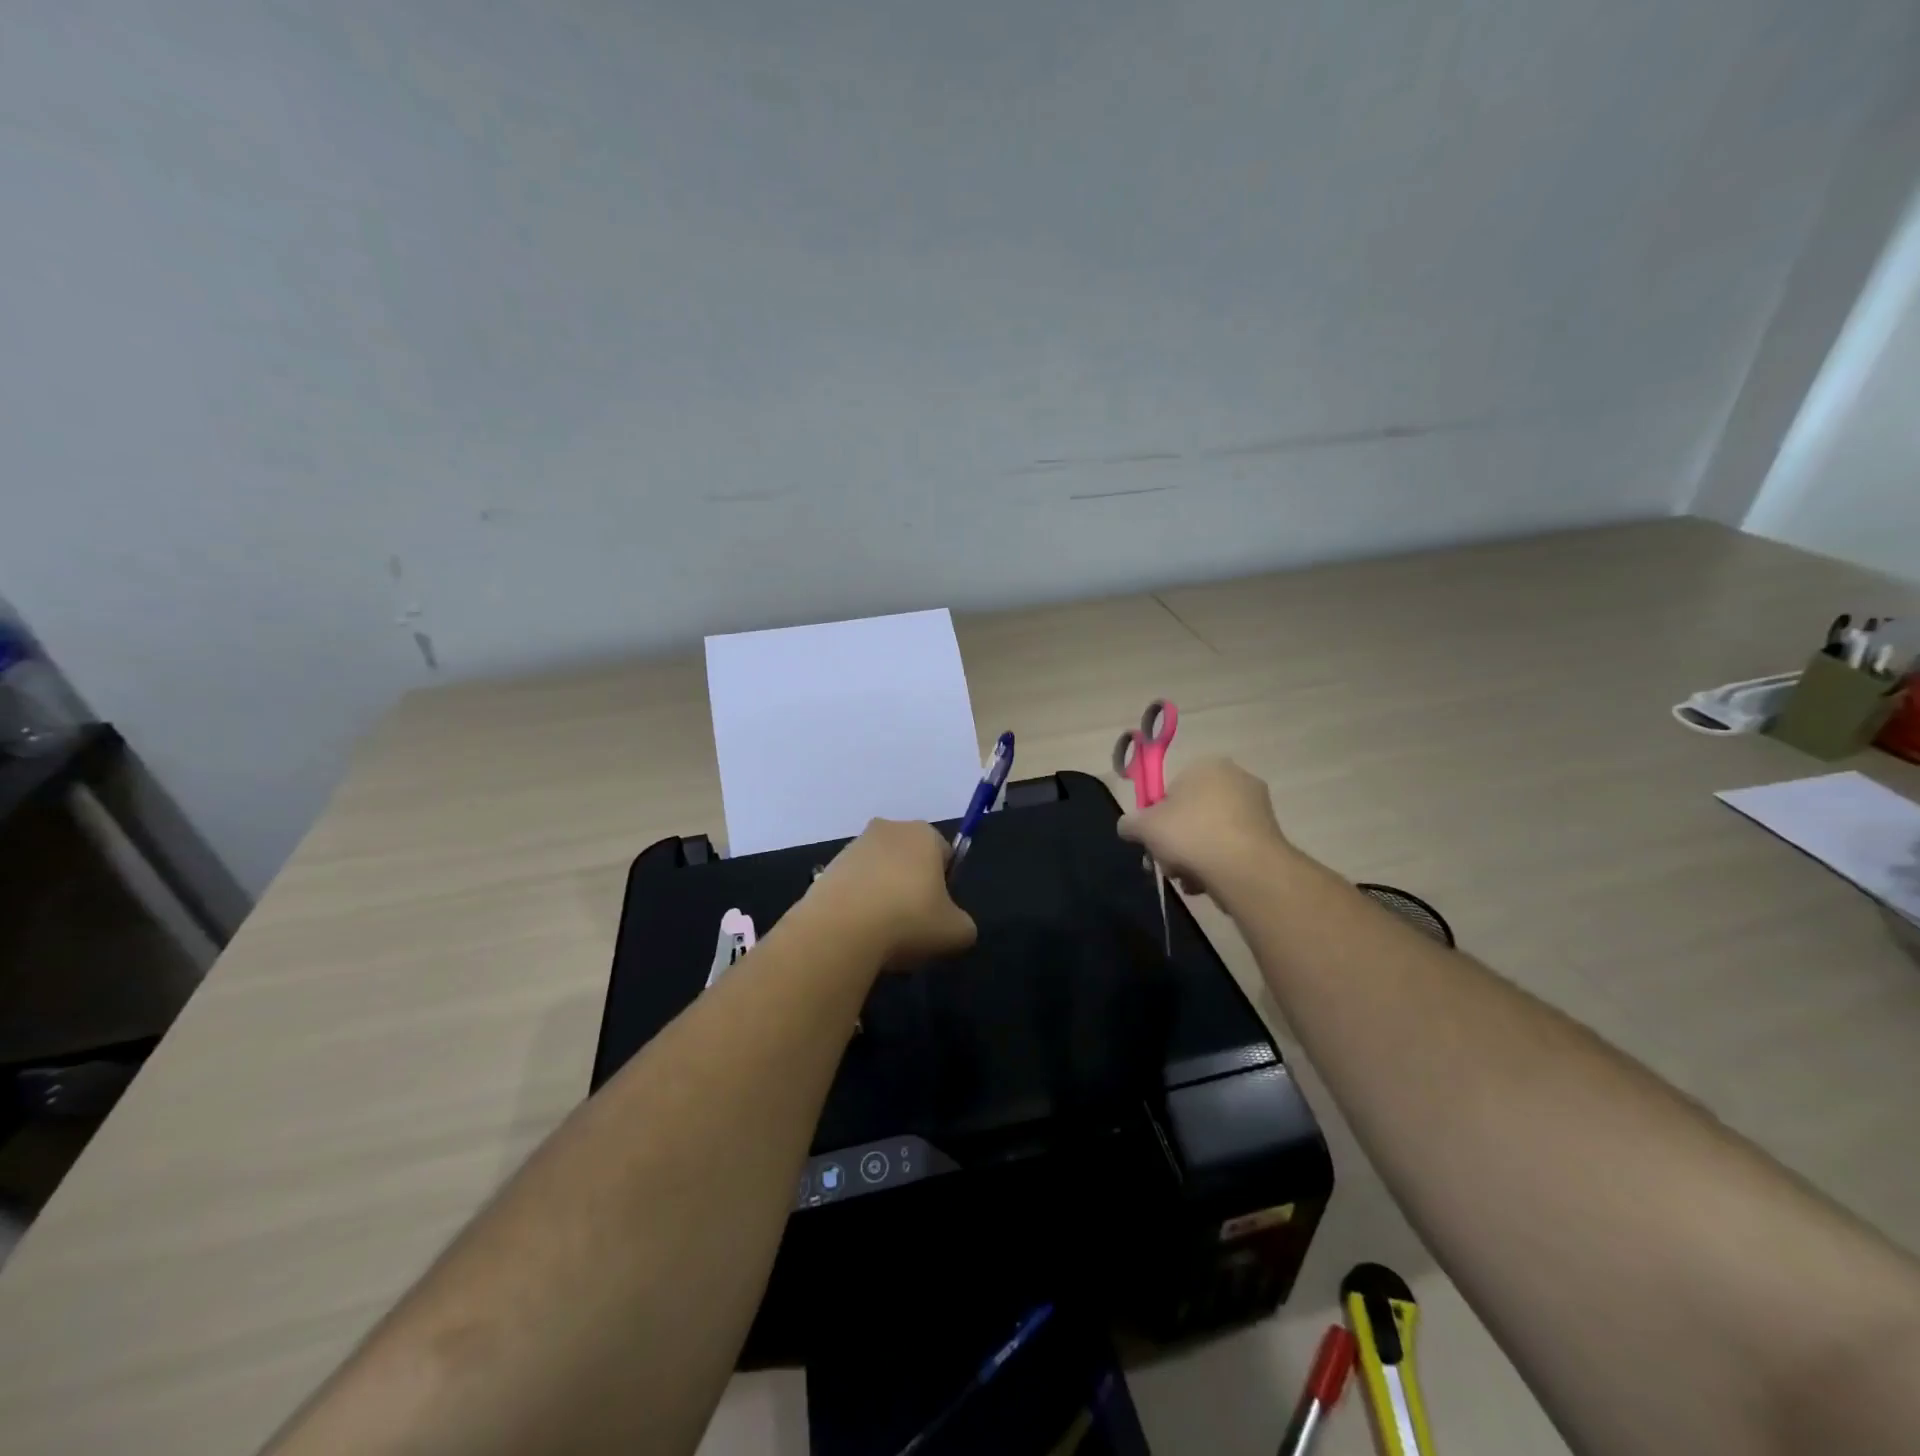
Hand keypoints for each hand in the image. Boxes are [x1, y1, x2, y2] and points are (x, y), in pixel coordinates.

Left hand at [805, 819, 978, 968]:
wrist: (840, 930)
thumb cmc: (908, 920)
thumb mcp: (957, 932)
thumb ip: (963, 924)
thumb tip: (953, 925)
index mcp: (925, 834)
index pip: (945, 855)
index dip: (944, 886)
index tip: (936, 914)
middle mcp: (889, 829)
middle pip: (910, 860)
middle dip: (911, 886)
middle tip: (911, 924)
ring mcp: (854, 846)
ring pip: (879, 872)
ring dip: (882, 895)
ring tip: (881, 933)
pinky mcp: (827, 867)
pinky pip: (853, 886)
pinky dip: (857, 904)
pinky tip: (858, 932)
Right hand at [1118, 756, 1293, 898]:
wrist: (1245, 869)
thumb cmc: (1190, 834)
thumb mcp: (1144, 827)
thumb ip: (1130, 823)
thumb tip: (1128, 826)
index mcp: (1206, 766)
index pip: (1173, 789)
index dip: (1159, 817)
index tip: (1154, 840)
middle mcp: (1237, 779)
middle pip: (1193, 813)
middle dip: (1177, 841)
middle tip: (1167, 864)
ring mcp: (1258, 808)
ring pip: (1213, 834)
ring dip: (1196, 857)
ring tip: (1187, 880)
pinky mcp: (1271, 836)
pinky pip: (1234, 848)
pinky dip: (1219, 864)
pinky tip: (1209, 884)